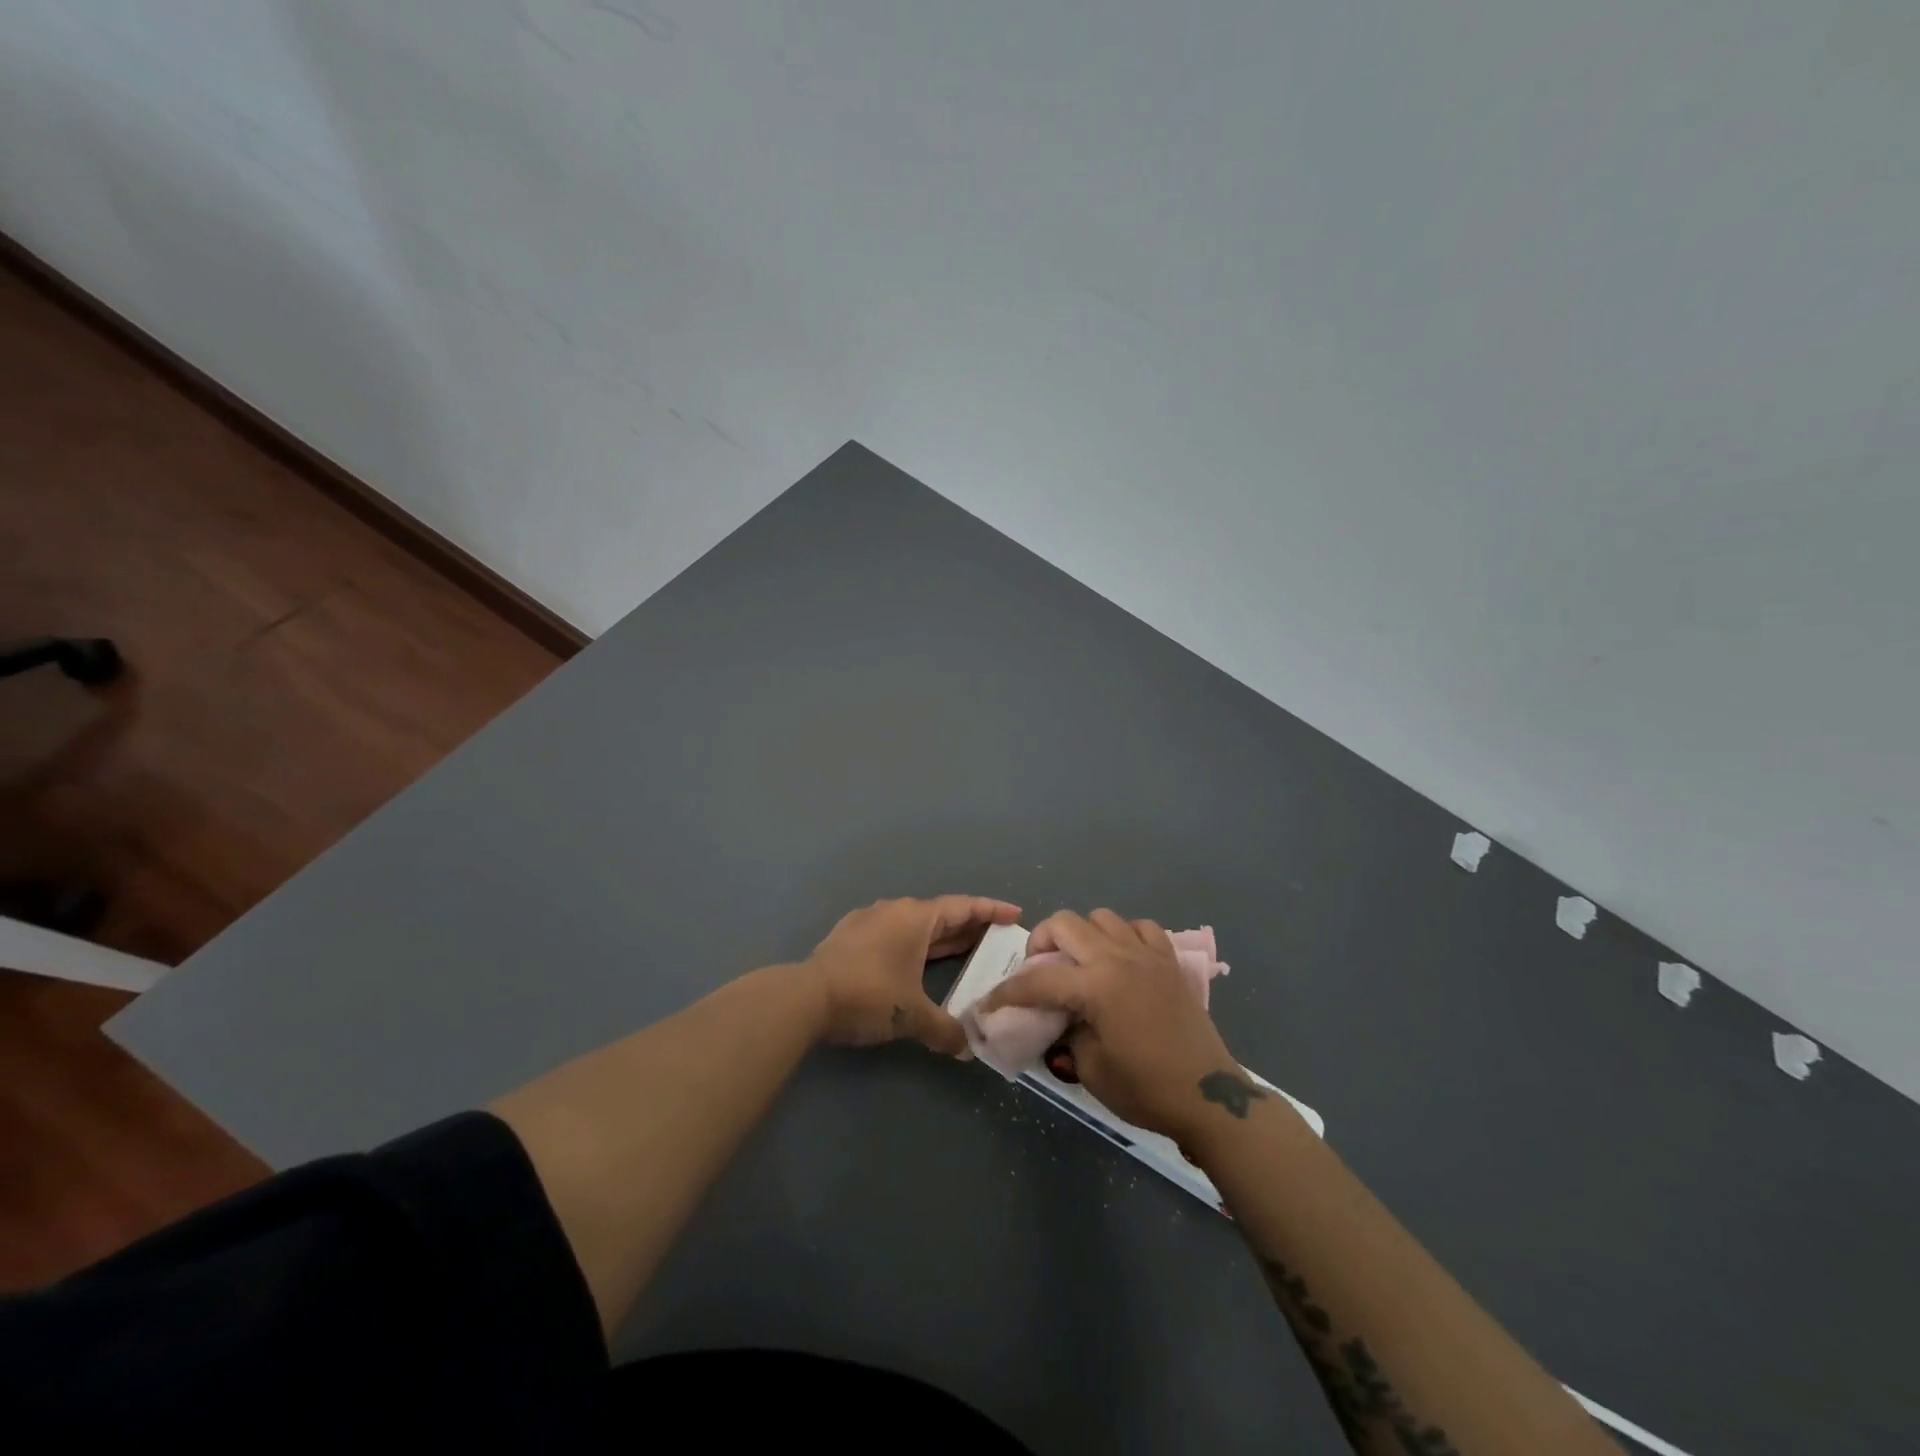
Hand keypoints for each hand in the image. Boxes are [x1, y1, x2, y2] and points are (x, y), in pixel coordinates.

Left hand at [807, 896, 1021, 1053]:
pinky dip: (913, 944)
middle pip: (940, 914)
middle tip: (995, 938)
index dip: (991, 910)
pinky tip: (914, 960)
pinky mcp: (849, 935)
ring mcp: (869, 920)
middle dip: (968, 926)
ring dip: (939, 937)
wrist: (805, 997)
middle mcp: (895, 911)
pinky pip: (893, 933)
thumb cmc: (868, 995)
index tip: (1015, 914)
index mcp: (916, 918)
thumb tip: (969, 1050)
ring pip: (914, 924)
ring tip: (961, 950)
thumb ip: (946, 1031)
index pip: (963, 907)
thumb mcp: (912, 1016)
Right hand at [978, 909, 1246, 1143]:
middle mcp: (1118, 958)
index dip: (1007, 992)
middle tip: (1038, 970)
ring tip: (1079, 962)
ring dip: (1082, 934)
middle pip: (1065, 924)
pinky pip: (1140, 927)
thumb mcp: (1090, 1068)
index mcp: (1096, 986)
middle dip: (1041, 942)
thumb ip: (1067, 1031)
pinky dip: (1123, 935)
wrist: (1207, 1097)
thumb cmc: (1145, 1088)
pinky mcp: (1169, 961)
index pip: (1038, 980)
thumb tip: (1060, 1016)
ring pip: (1101, 917)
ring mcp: (1147, 954)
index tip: (989, 1004)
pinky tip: (1120, 958)